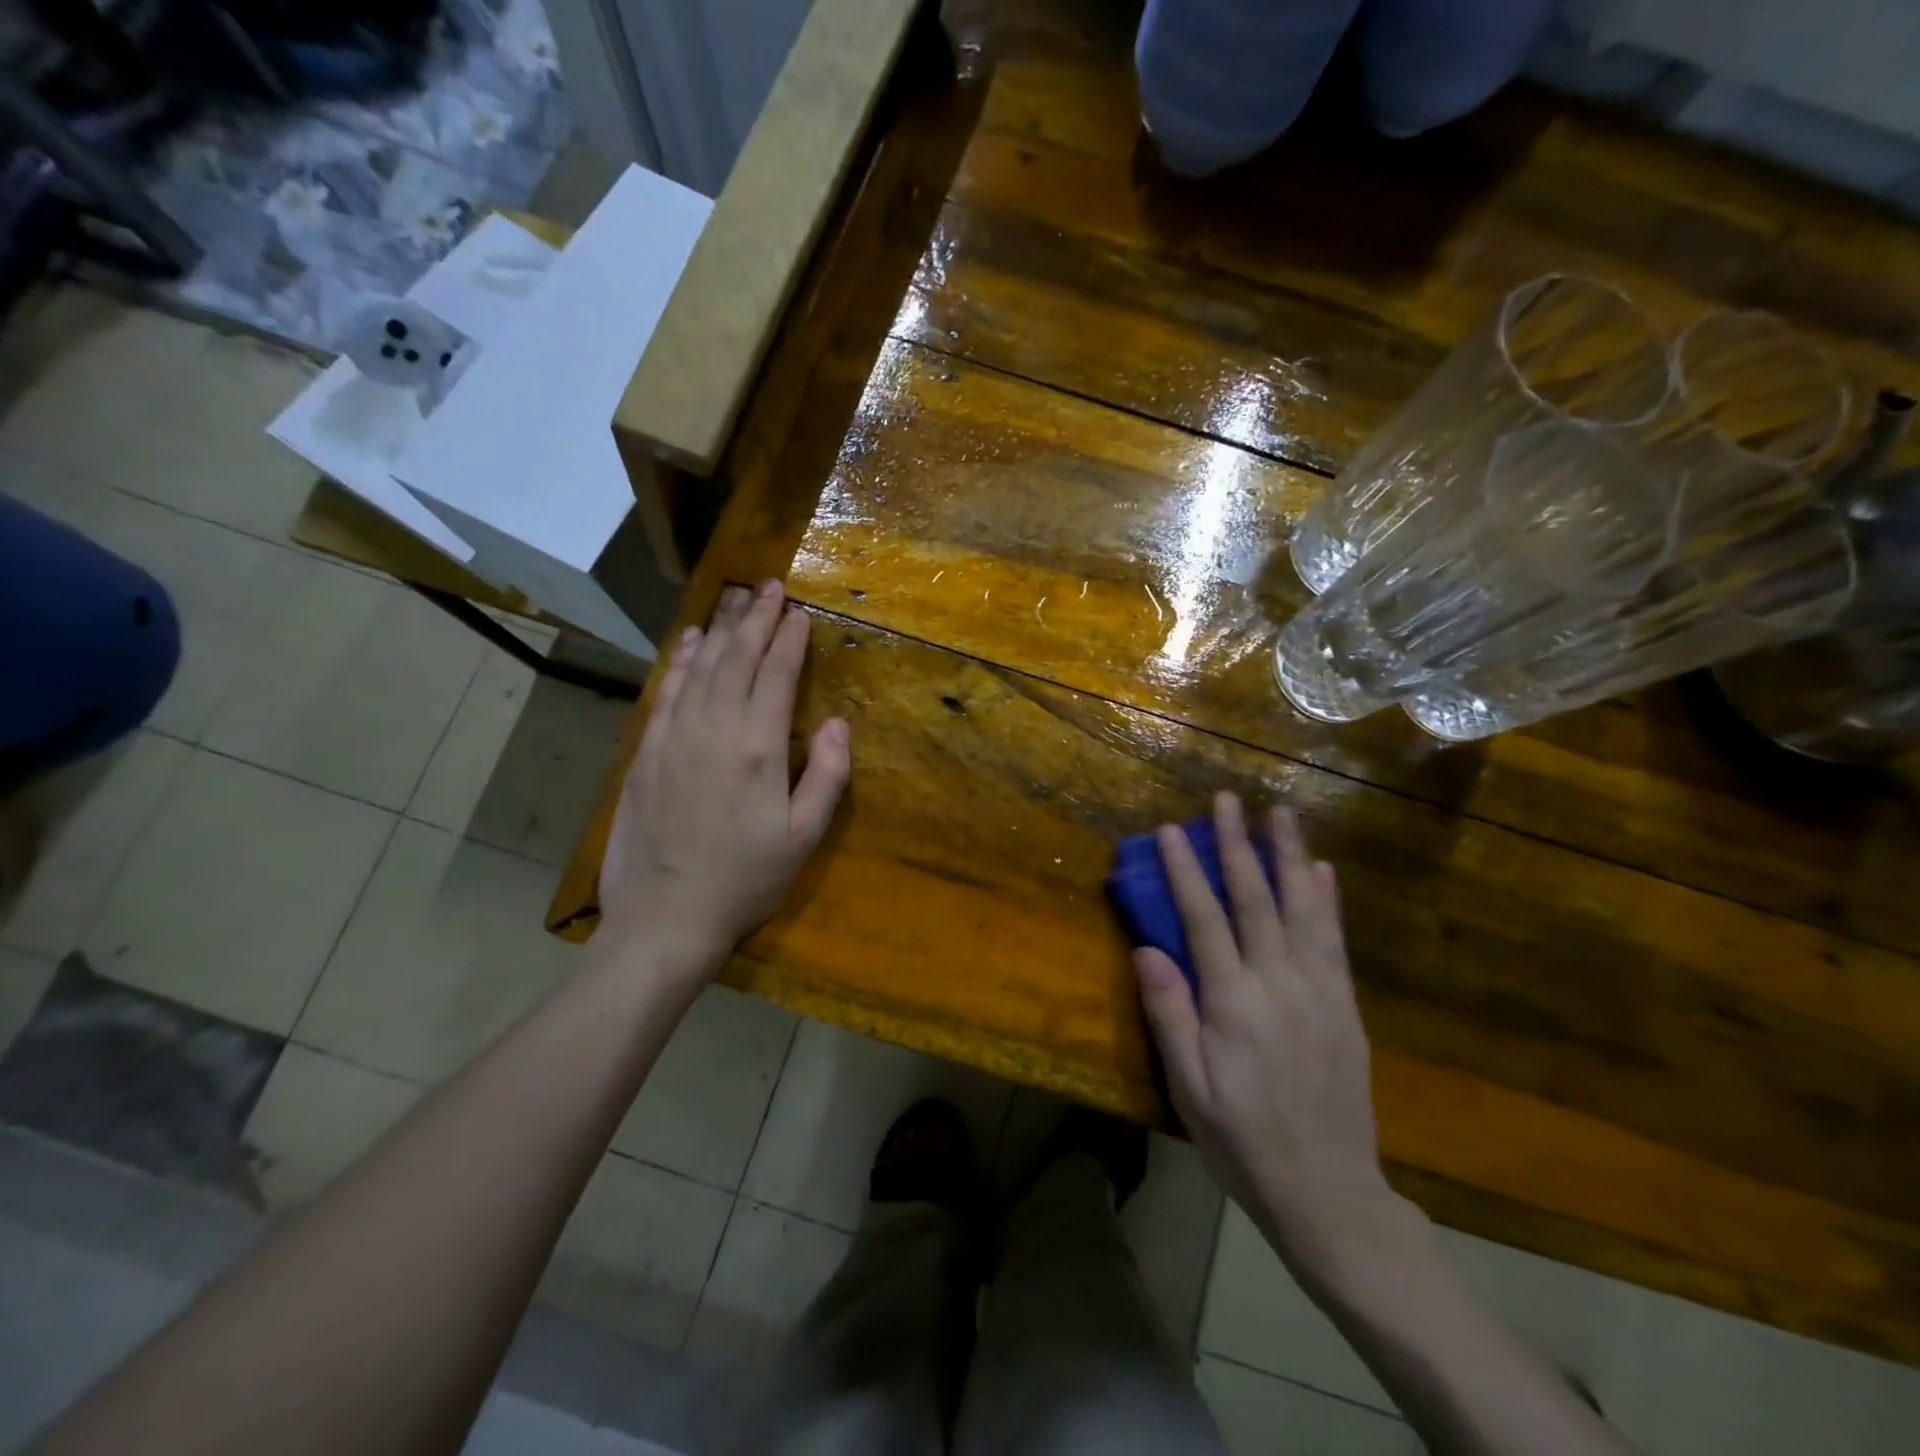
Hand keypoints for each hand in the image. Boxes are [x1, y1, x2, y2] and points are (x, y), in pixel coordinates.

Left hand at [597, 580, 850, 984]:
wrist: (665, 918)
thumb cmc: (745, 881)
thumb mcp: (804, 838)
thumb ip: (826, 775)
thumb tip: (836, 723)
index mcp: (757, 748)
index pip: (776, 676)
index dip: (790, 640)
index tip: (800, 612)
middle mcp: (713, 729)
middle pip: (737, 659)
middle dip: (757, 619)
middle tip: (771, 586)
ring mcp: (674, 737)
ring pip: (701, 667)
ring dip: (721, 630)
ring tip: (737, 600)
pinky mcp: (646, 752)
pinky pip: (667, 691)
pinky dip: (683, 660)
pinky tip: (692, 642)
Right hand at [1135, 792, 1401, 1276]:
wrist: (1329, 1192)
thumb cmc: (1242, 1139)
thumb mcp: (1189, 1087)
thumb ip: (1170, 1014)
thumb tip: (1148, 949)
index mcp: (1233, 1003)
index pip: (1204, 920)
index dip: (1186, 872)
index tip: (1170, 830)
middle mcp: (1279, 984)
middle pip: (1256, 900)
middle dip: (1237, 845)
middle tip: (1229, 799)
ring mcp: (1319, 991)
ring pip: (1302, 908)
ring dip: (1289, 855)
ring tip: (1282, 812)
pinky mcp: (1345, 1006)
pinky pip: (1335, 940)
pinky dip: (1328, 900)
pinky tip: (1322, 870)